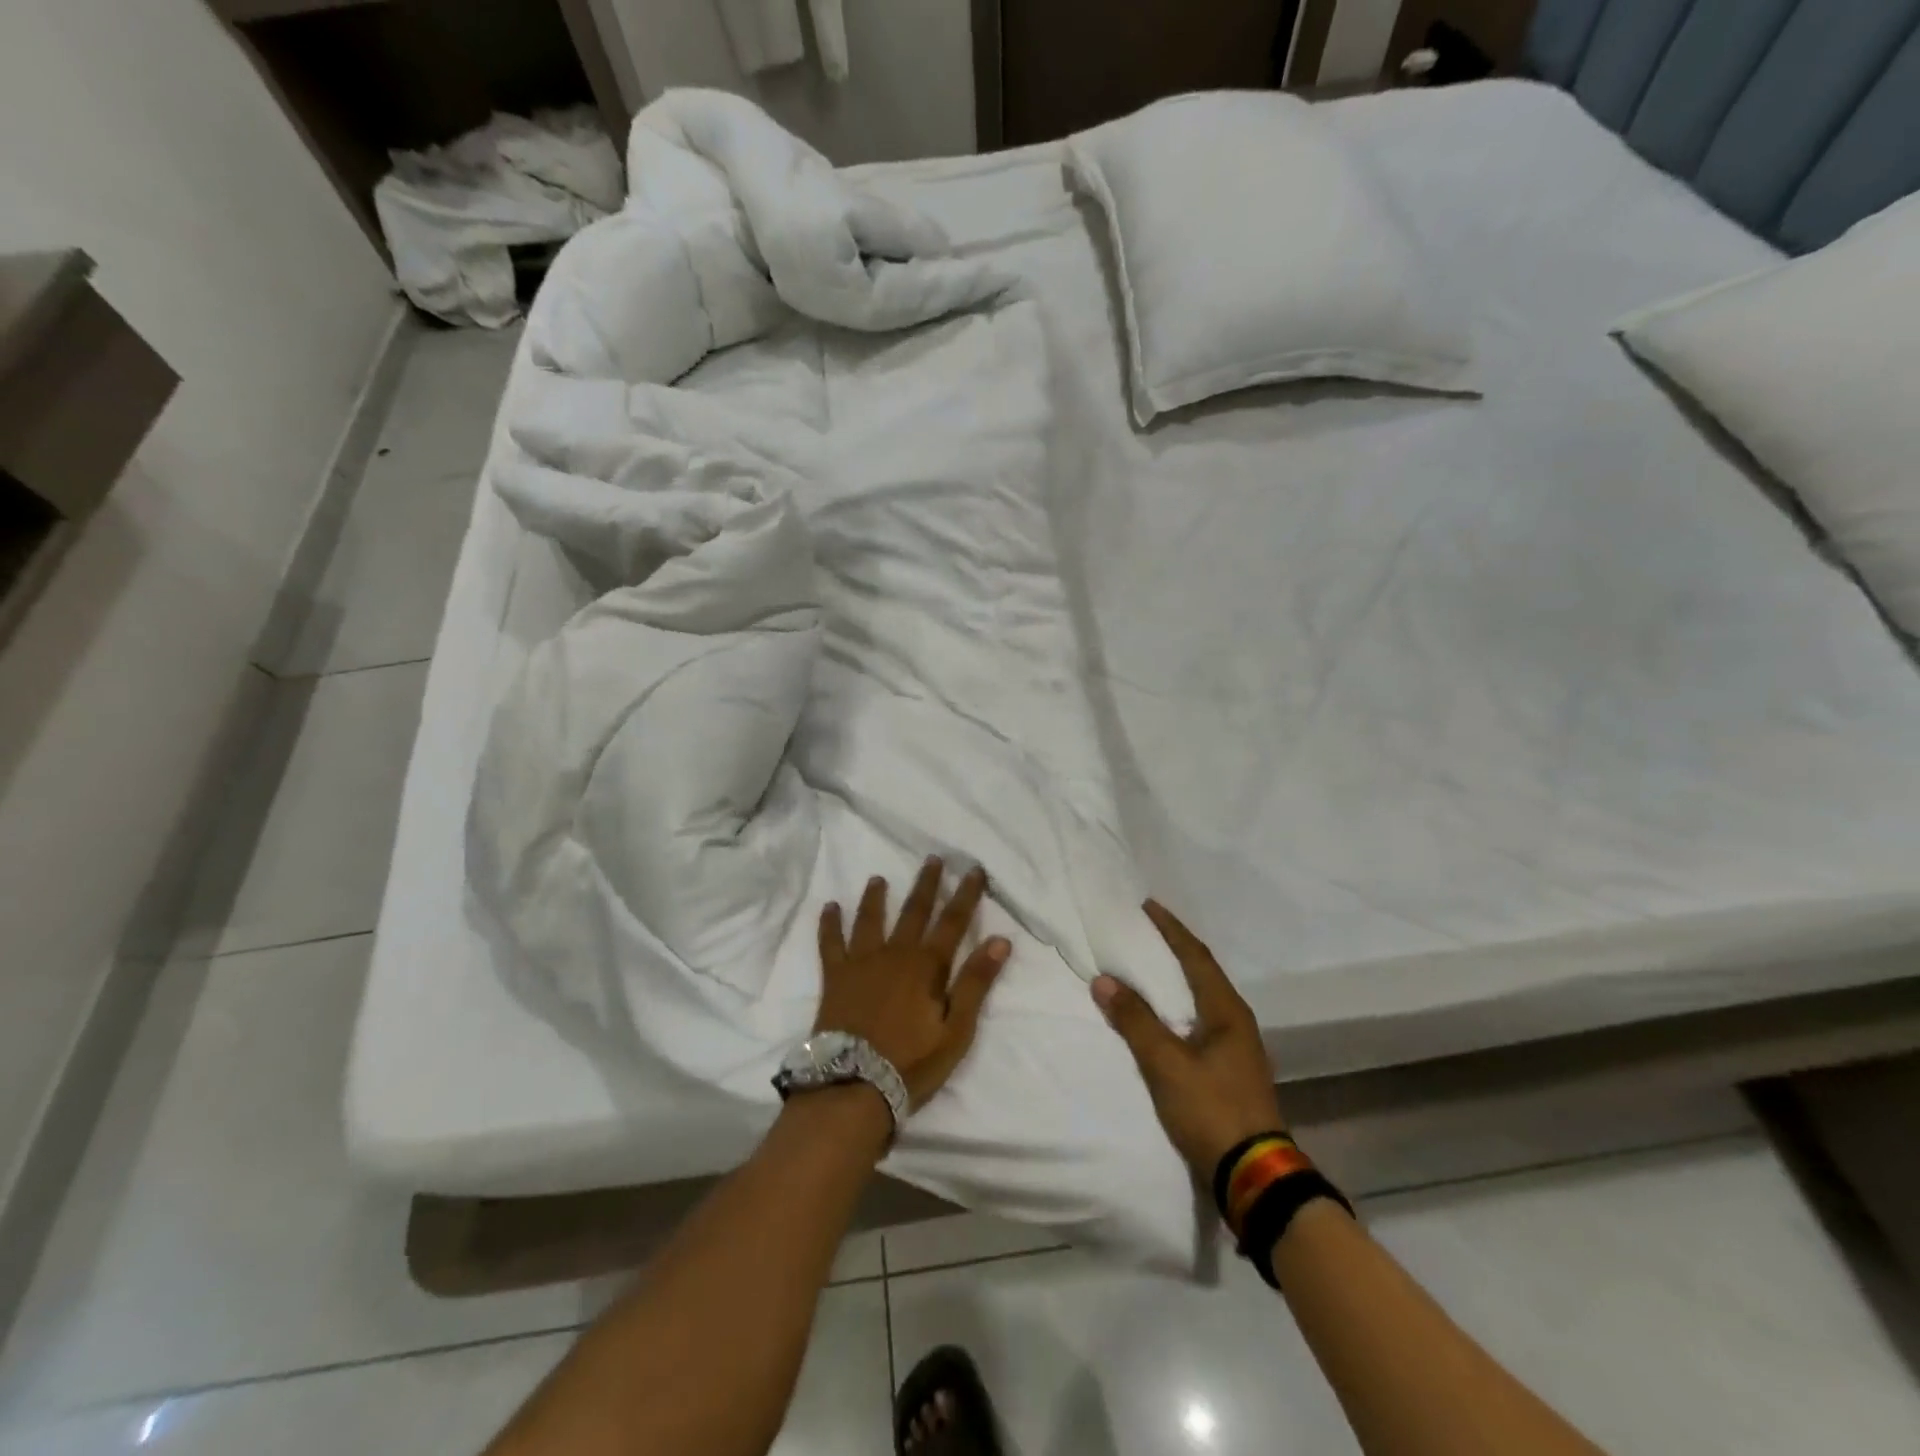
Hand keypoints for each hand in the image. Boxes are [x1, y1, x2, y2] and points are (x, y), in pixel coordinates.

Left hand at [817, 859, 1010, 1109]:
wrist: (854, 1086)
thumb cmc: (912, 1062)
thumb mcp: (956, 1029)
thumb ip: (976, 983)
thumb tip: (1001, 940)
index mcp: (927, 965)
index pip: (953, 921)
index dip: (966, 894)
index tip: (975, 870)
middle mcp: (895, 953)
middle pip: (914, 911)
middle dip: (926, 884)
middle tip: (933, 859)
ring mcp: (862, 962)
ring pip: (871, 919)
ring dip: (876, 897)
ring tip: (878, 878)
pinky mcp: (835, 977)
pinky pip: (831, 943)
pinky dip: (830, 924)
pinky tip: (829, 907)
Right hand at [1093, 899, 1285, 1179]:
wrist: (1253, 1175)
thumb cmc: (1211, 1109)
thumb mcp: (1166, 1064)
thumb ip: (1135, 1020)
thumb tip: (1104, 980)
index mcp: (1227, 1011)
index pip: (1195, 956)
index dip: (1171, 929)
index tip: (1148, 906)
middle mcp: (1236, 1022)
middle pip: (1203, 972)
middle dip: (1175, 948)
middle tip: (1146, 930)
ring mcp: (1236, 1048)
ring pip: (1202, 998)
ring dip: (1177, 977)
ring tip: (1149, 965)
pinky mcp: (1229, 1071)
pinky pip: (1199, 1021)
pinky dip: (1177, 1006)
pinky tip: (1162, 1015)